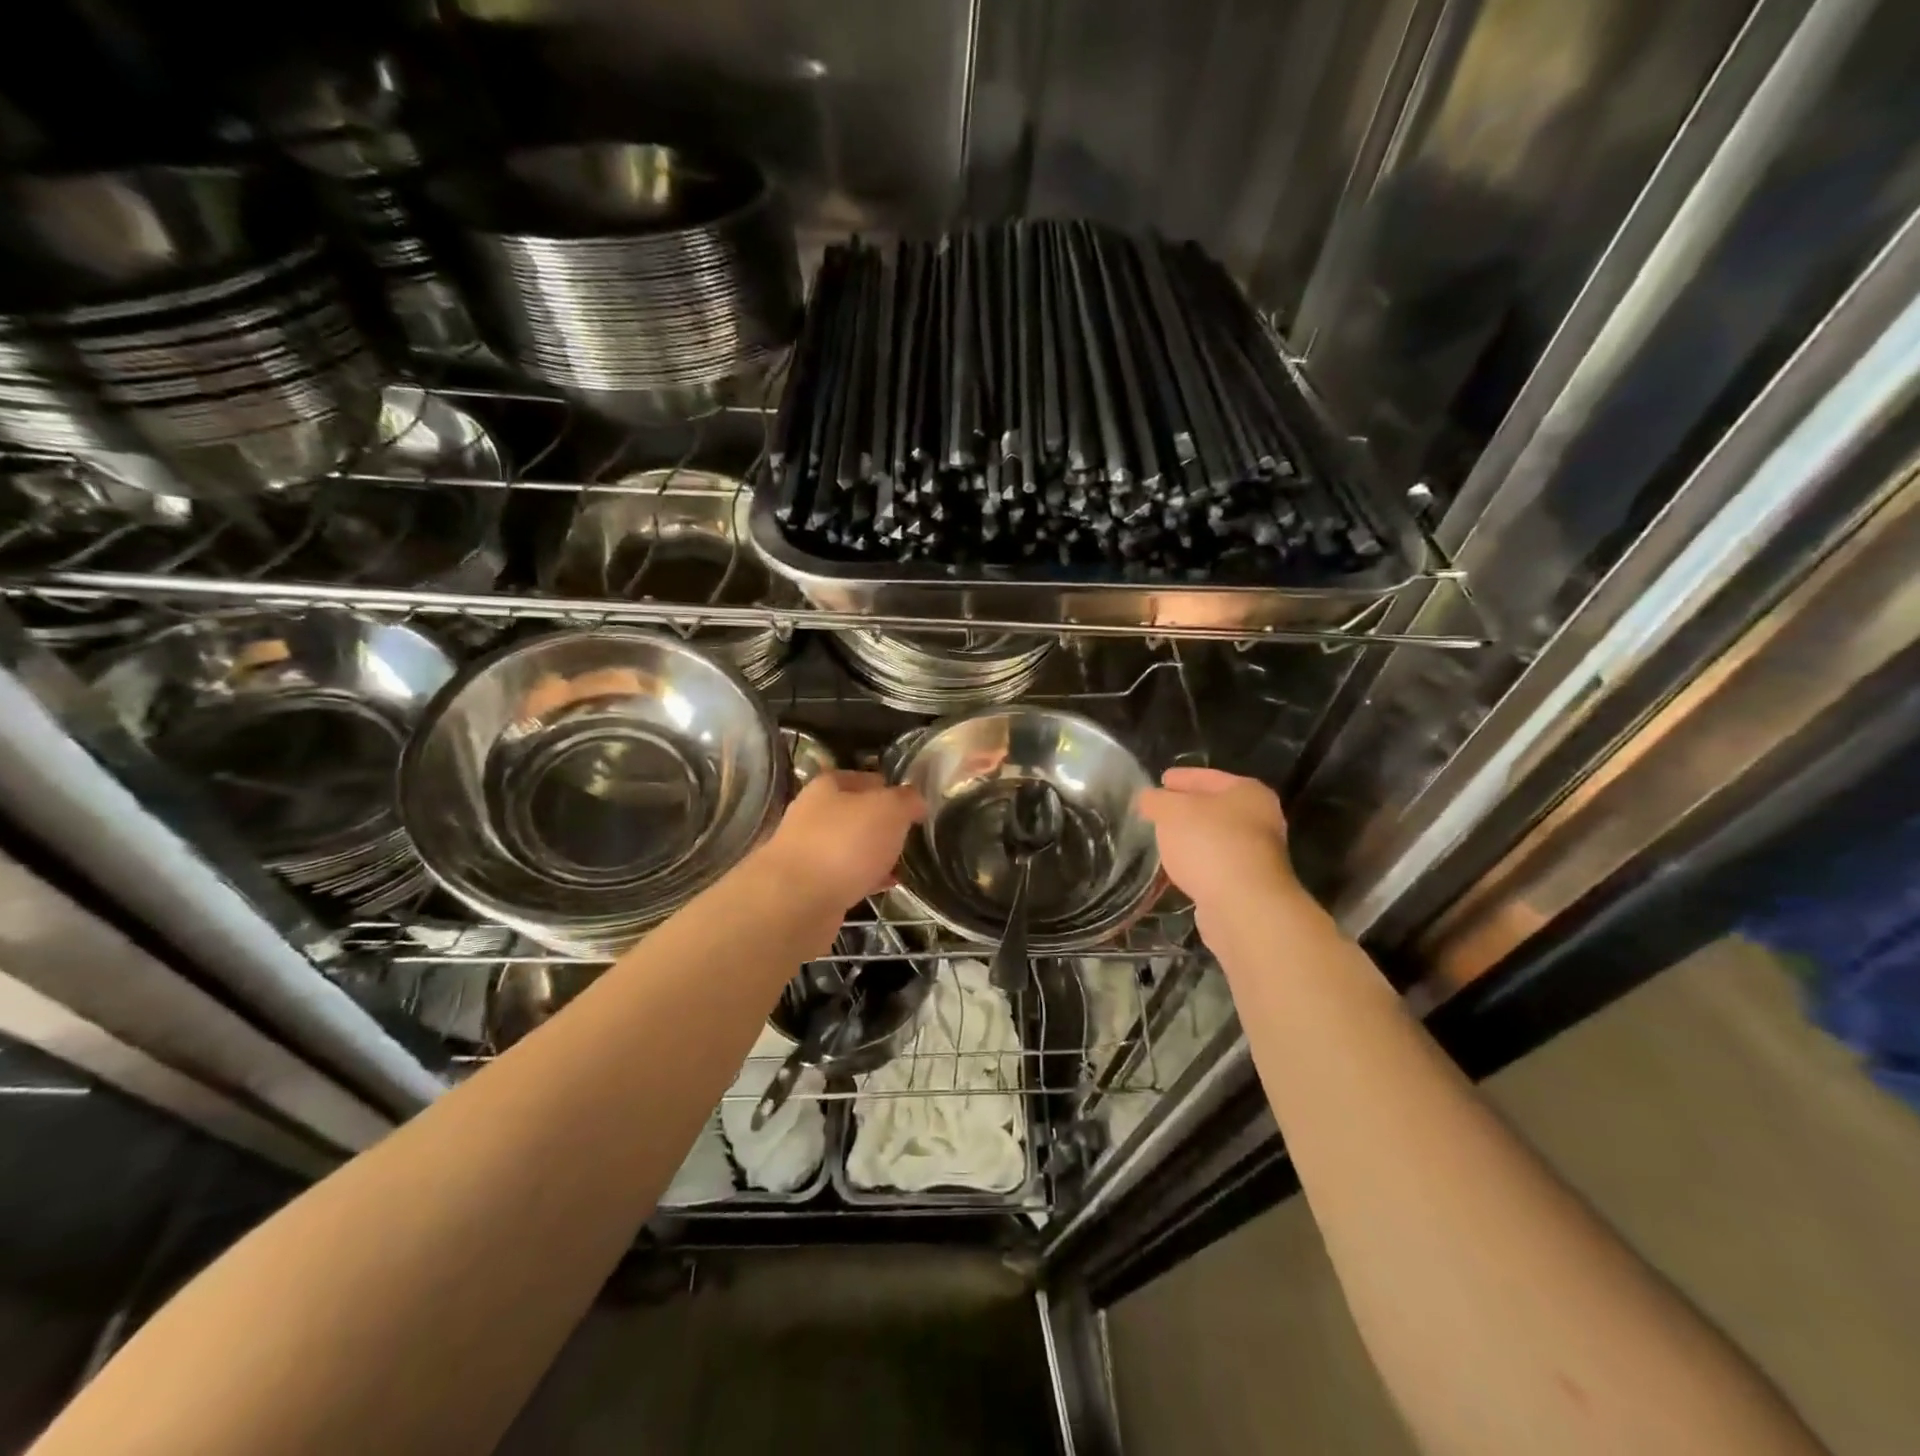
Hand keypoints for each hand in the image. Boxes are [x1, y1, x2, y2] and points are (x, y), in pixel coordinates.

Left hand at [758, 771, 926, 910]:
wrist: (796, 902)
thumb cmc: (845, 843)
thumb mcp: (889, 810)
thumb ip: (907, 800)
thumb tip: (915, 800)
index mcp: (829, 786)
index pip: (867, 778)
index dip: (892, 789)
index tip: (915, 806)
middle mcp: (813, 814)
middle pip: (857, 814)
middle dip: (884, 825)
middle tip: (911, 837)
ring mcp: (808, 851)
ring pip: (851, 847)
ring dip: (875, 854)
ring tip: (903, 864)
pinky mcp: (810, 885)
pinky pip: (846, 876)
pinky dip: (865, 879)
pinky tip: (885, 886)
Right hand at [1137, 767, 1293, 913]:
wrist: (1243, 906)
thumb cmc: (1209, 844)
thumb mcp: (1171, 811)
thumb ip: (1156, 800)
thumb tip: (1148, 799)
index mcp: (1248, 792)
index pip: (1208, 777)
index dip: (1182, 777)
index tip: (1160, 780)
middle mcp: (1260, 820)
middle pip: (1214, 807)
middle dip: (1185, 809)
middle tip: (1156, 810)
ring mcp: (1257, 855)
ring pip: (1214, 838)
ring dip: (1190, 838)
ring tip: (1160, 839)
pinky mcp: (1247, 885)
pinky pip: (1214, 864)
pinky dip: (1196, 863)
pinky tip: (1176, 867)